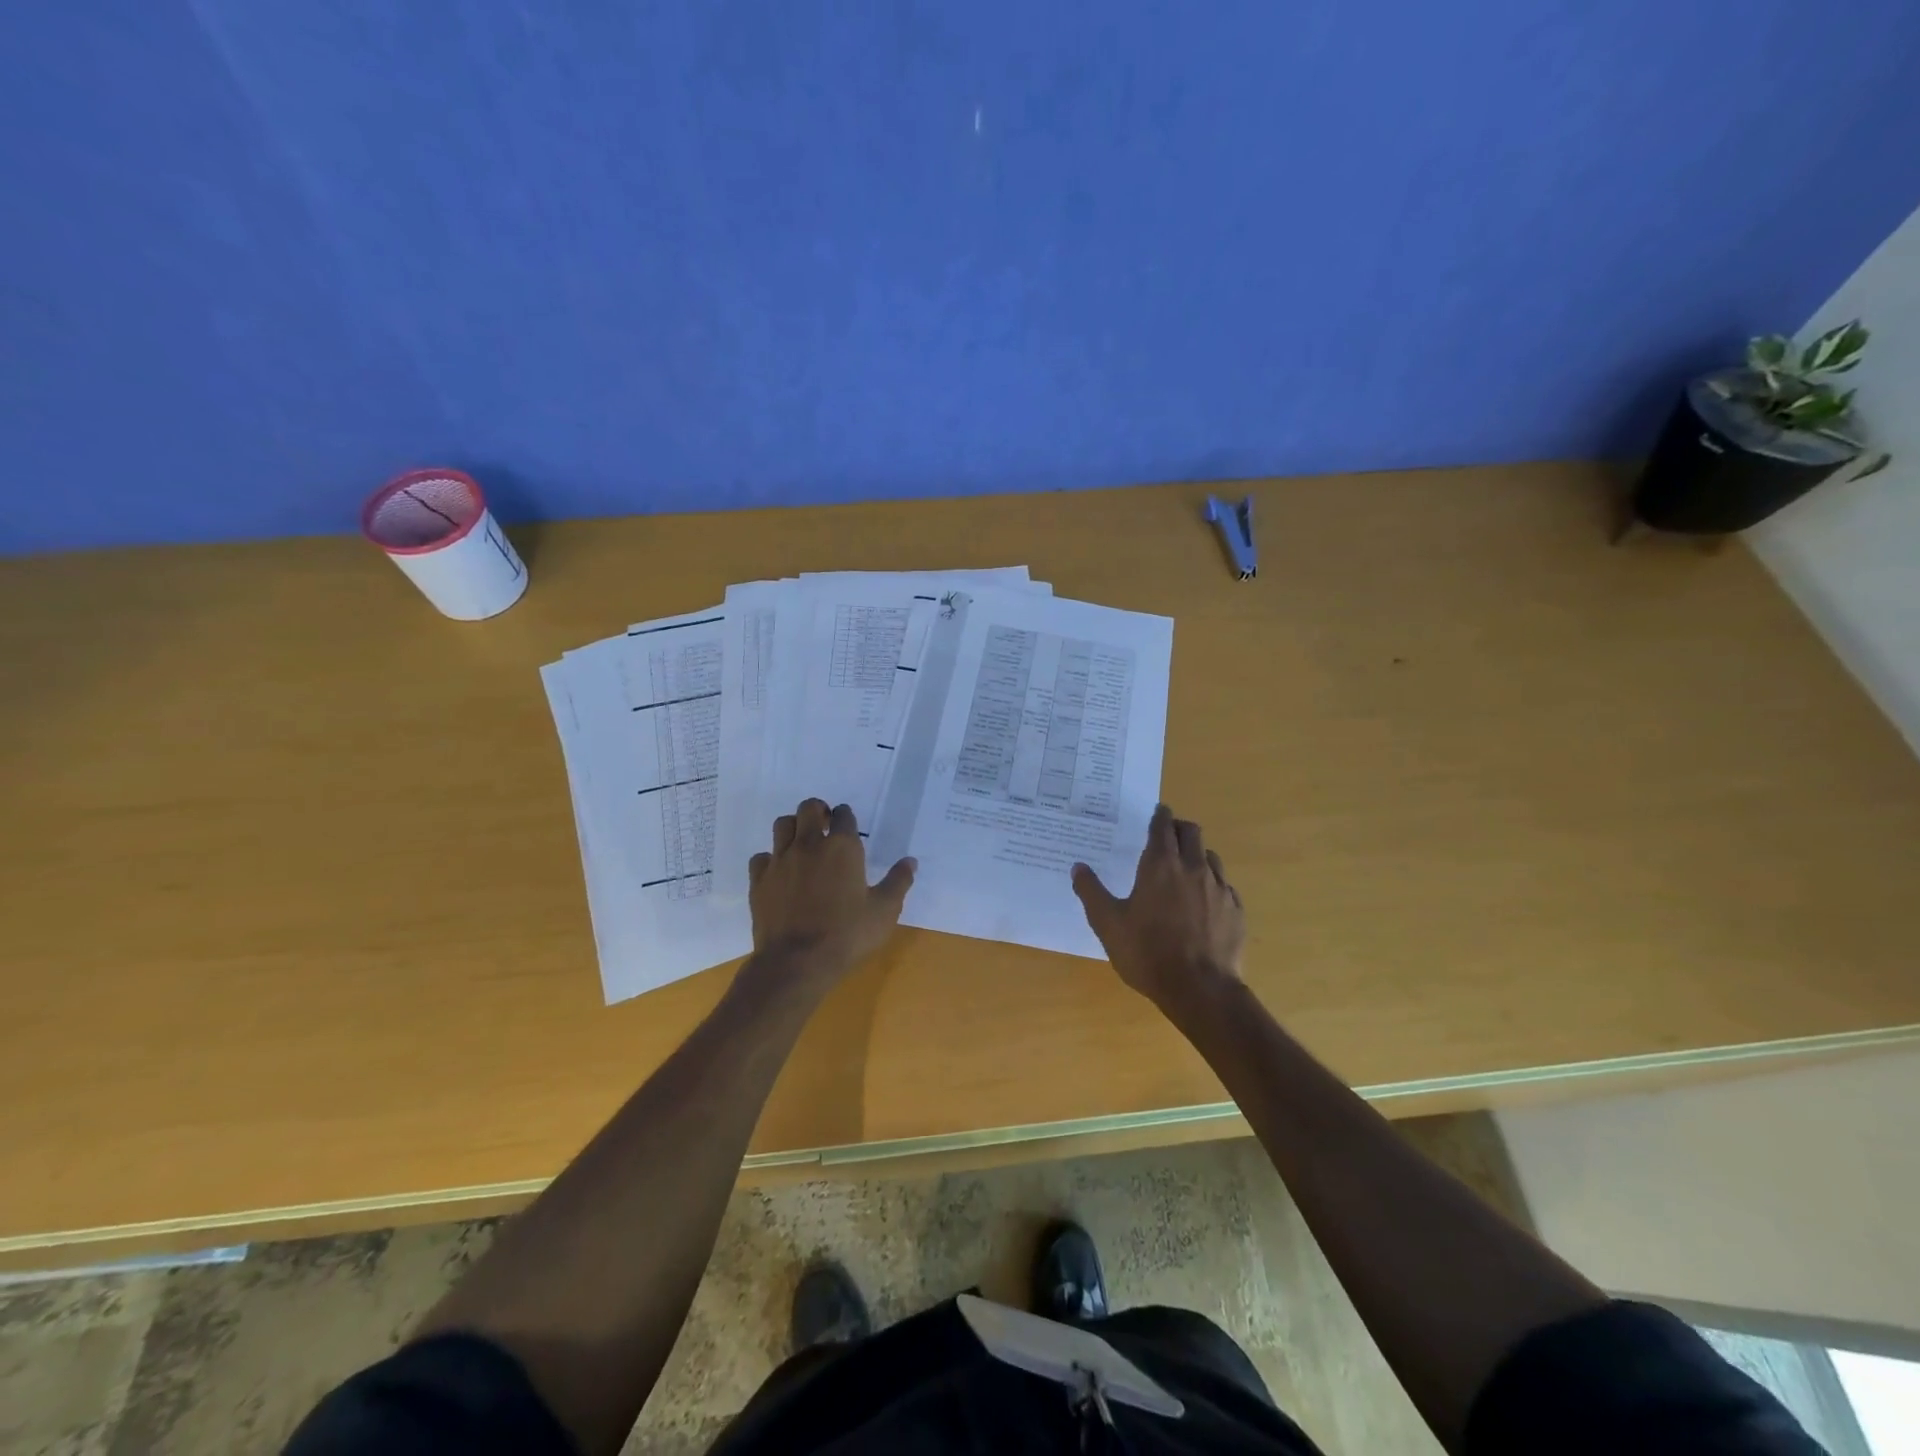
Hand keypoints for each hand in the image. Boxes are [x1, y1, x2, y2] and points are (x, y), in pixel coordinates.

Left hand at [747, 799, 915, 982]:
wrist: (797, 961)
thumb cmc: (847, 934)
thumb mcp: (884, 911)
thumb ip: (898, 882)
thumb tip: (910, 861)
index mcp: (843, 847)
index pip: (844, 815)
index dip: (846, 816)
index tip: (848, 825)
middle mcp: (809, 844)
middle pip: (809, 808)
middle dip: (818, 811)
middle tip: (824, 825)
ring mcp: (781, 860)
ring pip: (782, 825)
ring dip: (793, 827)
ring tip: (802, 842)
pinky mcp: (759, 879)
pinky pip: (762, 856)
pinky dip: (771, 859)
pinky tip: (780, 872)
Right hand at [1072, 804, 1244, 1007]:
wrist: (1200, 989)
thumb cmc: (1147, 953)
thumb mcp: (1108, 924)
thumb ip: (1091, 892)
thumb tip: (1078, 867)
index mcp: (1160, 865)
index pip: (1162, 826)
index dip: (1159, 816)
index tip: (1157, 812)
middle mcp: (1193, 868)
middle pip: (1191, 832)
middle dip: (1179, 828)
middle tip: (1167, 835)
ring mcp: (1219, 888)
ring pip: (1210, 856)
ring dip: (1197, 854)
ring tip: (1185, 868)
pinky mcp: (1236, 910)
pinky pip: (1224, 885)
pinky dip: (1212, 883)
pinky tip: (1204, 901)